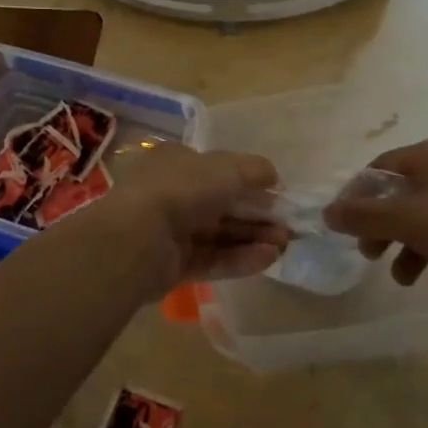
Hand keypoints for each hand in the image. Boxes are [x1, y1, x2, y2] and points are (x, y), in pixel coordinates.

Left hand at [101, 143, 287, 293]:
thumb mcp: (226, 169)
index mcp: (178, 162)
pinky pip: (213, 259)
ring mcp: (172, 231)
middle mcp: (174, 194)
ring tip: (284, 245)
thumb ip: (254, 170)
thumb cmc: (182, 189)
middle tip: (289, 227)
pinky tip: (268, 259)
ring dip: (253, 238)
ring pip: (220, 234)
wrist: (138, 237)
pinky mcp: (174, 265)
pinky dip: (240, 258)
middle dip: (258, 215)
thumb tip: (274, 176)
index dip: (250, 182)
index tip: (279, 195)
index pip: (220, 170)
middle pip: (224, 205)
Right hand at [324, 134, 427, 300]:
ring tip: (410, 281)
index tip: (346, 228)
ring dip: (415, 251)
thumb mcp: (406, 221)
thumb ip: (363, 217)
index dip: (358, 197)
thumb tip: (329, 212)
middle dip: (387, 231)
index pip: (381, 168)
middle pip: (406, 196)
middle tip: (373, 257)